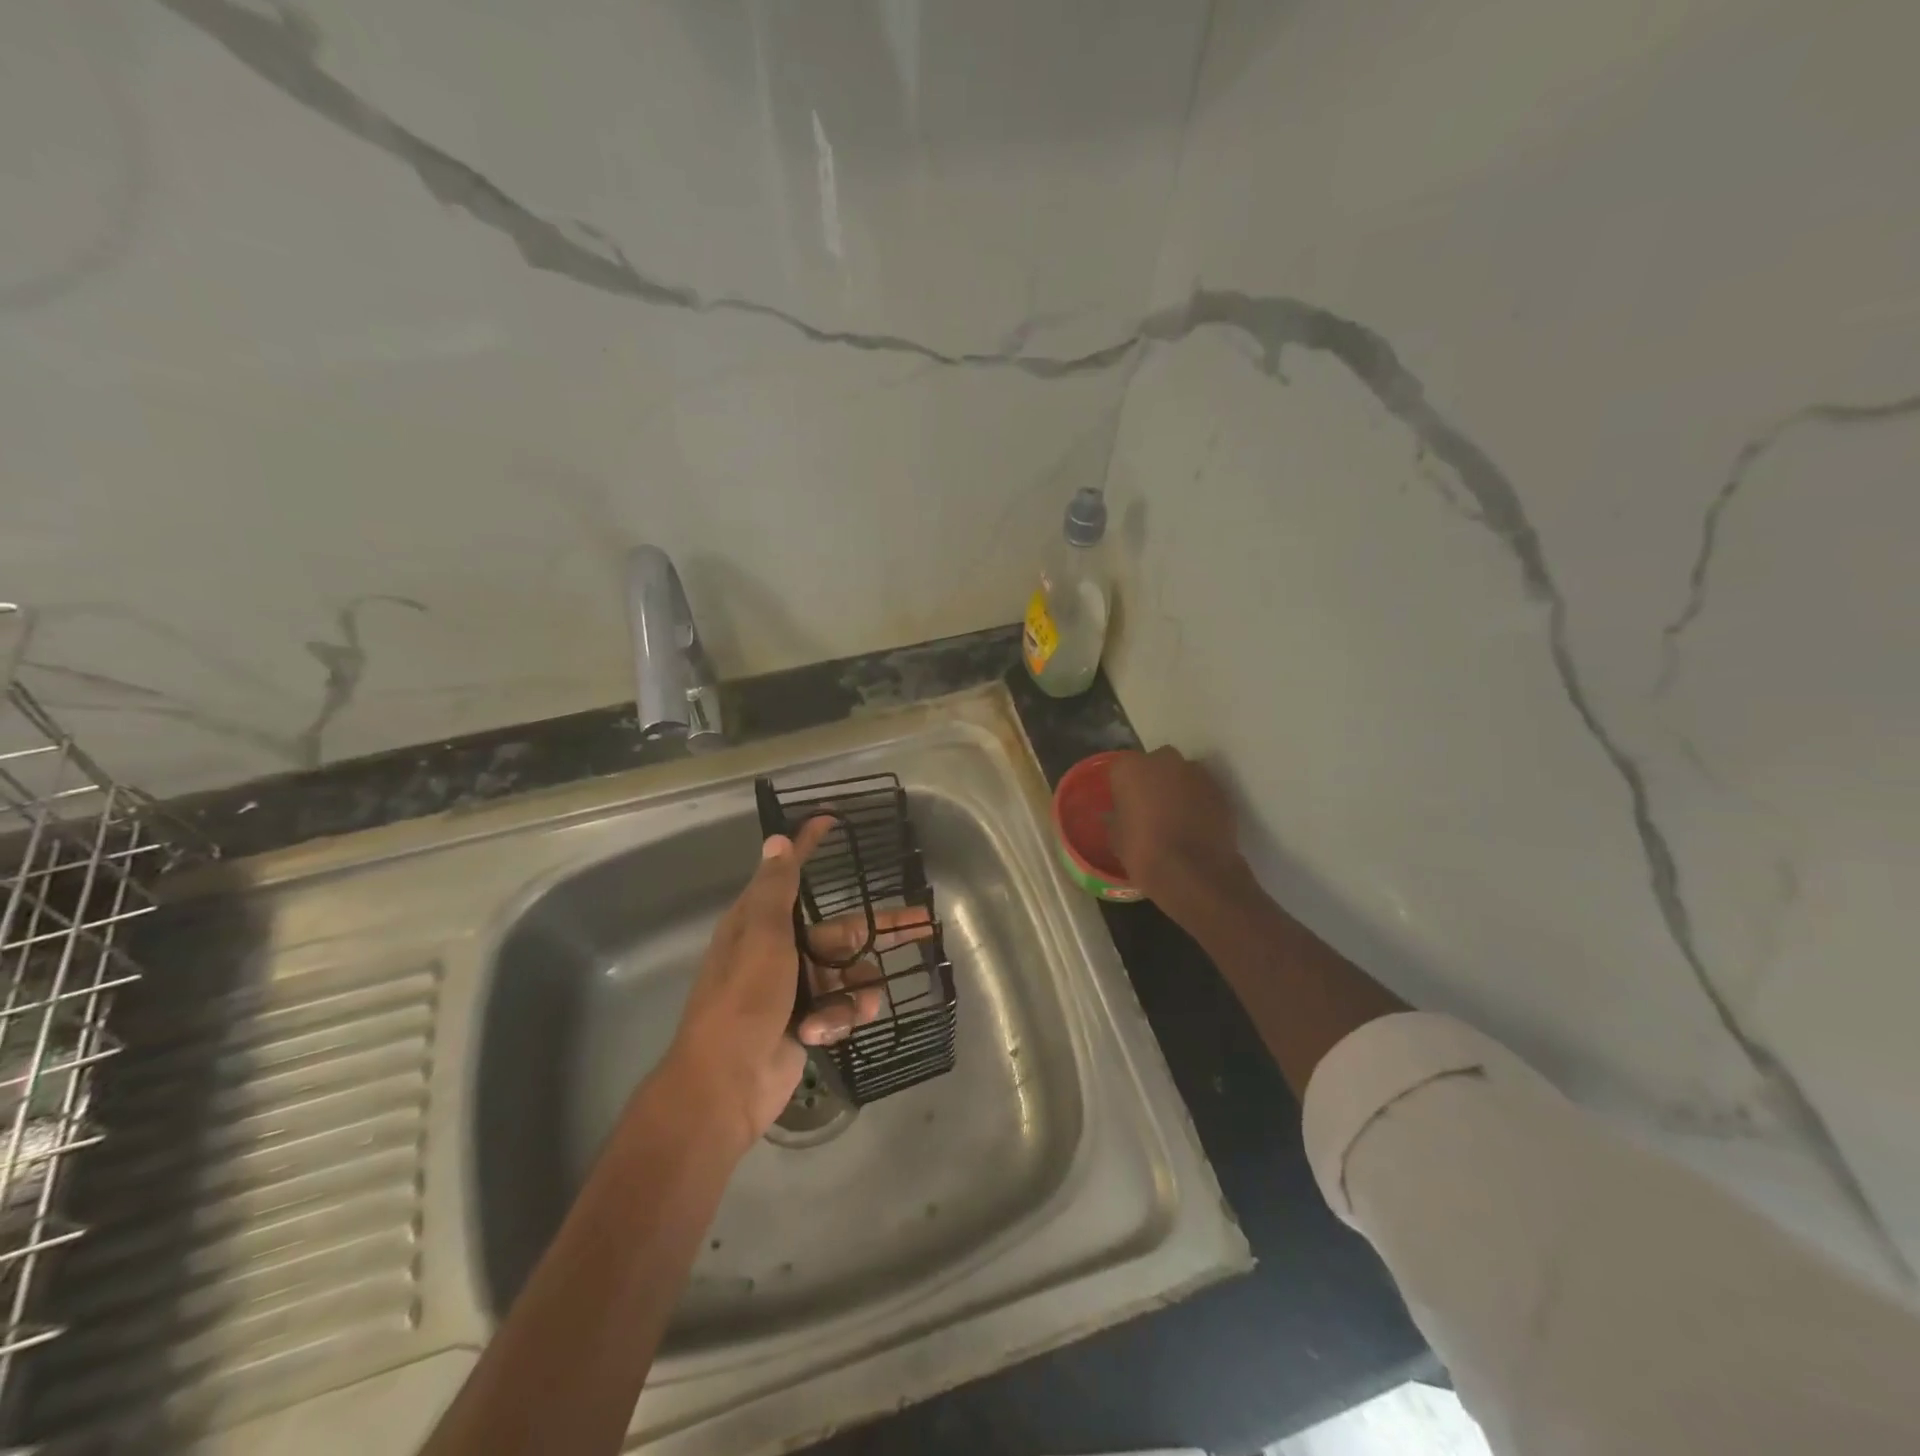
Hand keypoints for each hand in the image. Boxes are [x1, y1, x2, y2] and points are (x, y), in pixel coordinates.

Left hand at [661, 818, 926, 1149]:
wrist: (726, 1084)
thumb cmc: (744, 1000)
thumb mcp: (762, 937)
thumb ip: (775, 890)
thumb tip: (777, 840)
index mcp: (761, 923)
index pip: (791, 873)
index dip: (810, 846)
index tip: (833, 821)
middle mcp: (780, 950)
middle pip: (842, 930)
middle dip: (879, 931)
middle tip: (924, 925)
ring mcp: (795, 989)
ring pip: (847, 974)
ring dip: (856, 989)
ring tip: (857, 1006)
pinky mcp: (807, 1022)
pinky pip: (840, 1007)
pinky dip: (838, 1017)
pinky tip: (824, 1031)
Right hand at [1108, 746, 1249, 907]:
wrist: (1194, 874)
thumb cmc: (1144, 853)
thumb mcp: (1116, 839)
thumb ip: (1116, 819)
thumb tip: (1118, 816)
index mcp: (1130, 768)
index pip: (1121, 769)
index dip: (1123, 788)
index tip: (1125, 806)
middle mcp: (1164, 760)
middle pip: (1155, 764)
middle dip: (1153, 781)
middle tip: (1150, 808)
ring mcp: (1196, 773)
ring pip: (1182, 775)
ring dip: (1178, 789)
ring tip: (1176, 819)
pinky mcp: (1220, 790)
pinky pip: (1202, 791)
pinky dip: (1199, 802)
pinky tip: (1195, 826)